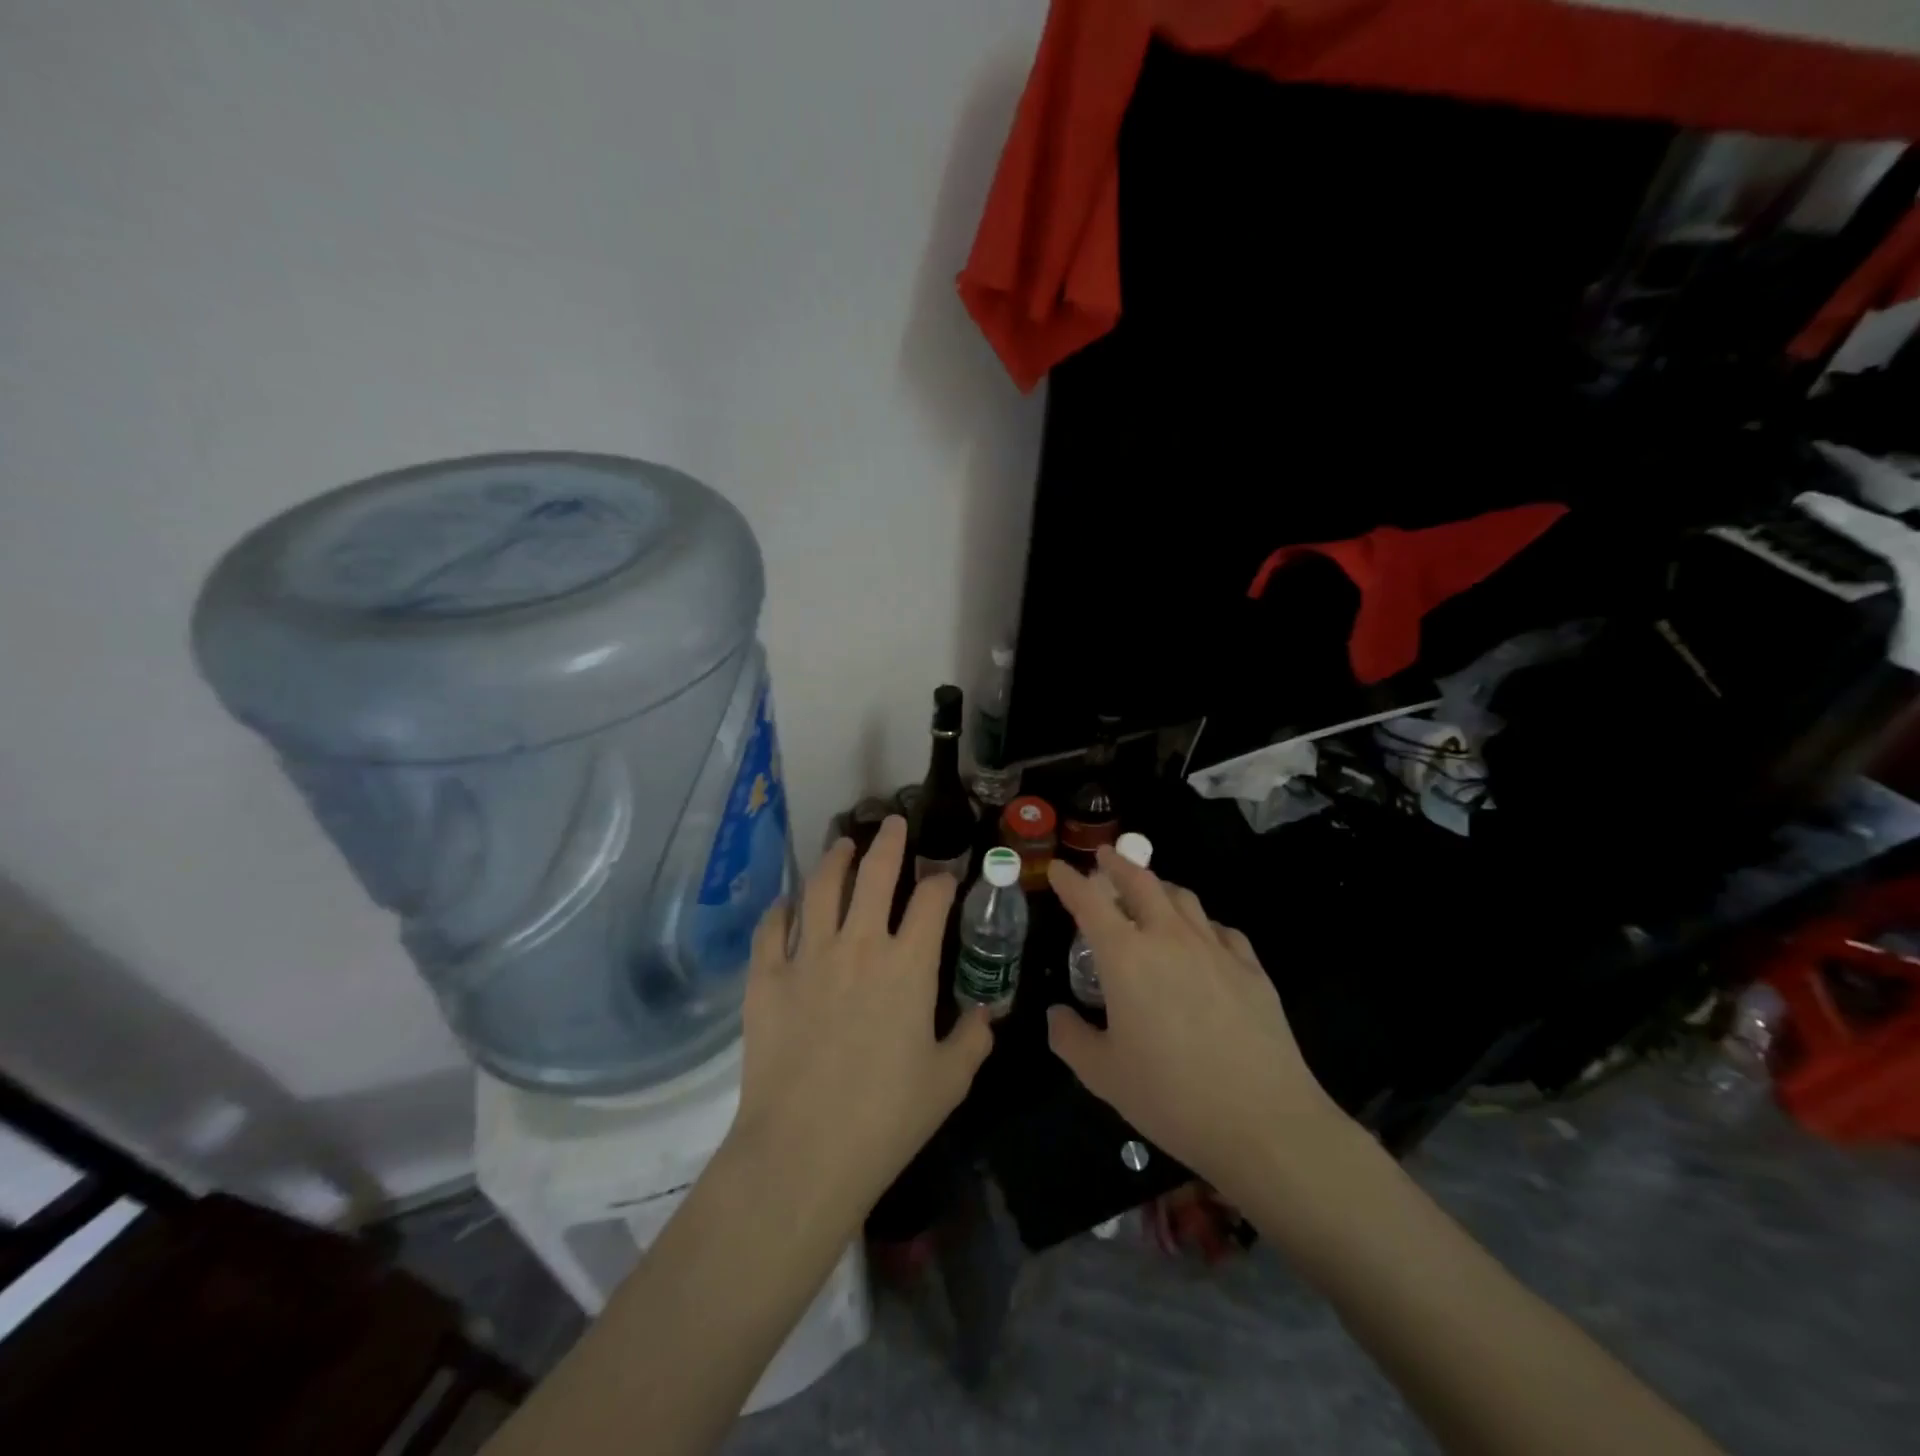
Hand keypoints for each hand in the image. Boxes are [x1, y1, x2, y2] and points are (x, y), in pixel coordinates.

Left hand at [728, 816, 992, 1208]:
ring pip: (820, 889)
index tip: (946, 877)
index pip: (931, 900)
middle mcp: (859, 945)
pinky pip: (772, 929)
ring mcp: (807, 956)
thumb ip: (973, 1039)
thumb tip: (987, 1013)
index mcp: (908, 965)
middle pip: (875, 874)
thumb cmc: (886, 1118)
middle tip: (891, 822)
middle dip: (888, 842)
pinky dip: (780, 911)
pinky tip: (786, 904)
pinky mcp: (766, 978)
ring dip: (834, 860)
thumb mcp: (949, 1081)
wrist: (803, 1151)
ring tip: (841, 844)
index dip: (942, 881)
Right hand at [1046, 847, 1345, 1203]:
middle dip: (1119, 864)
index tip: (1058, 868)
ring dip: (1160, 887)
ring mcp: (1215, 949)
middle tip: (1106, 857)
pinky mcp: (1251, 969)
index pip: (1089, 902)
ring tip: (1151, 892)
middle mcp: (1169, 938)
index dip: (1070, 881)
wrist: (1263, 1122)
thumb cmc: (1171, 1096)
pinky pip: (1221, 930)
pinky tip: (1203, 940)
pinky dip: (1202, 924)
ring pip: (1184, 898)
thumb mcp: (1103, 1075)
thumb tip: (1056, 1015)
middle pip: (1142, 882)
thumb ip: (1070, 1038)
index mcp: (1126, 957)